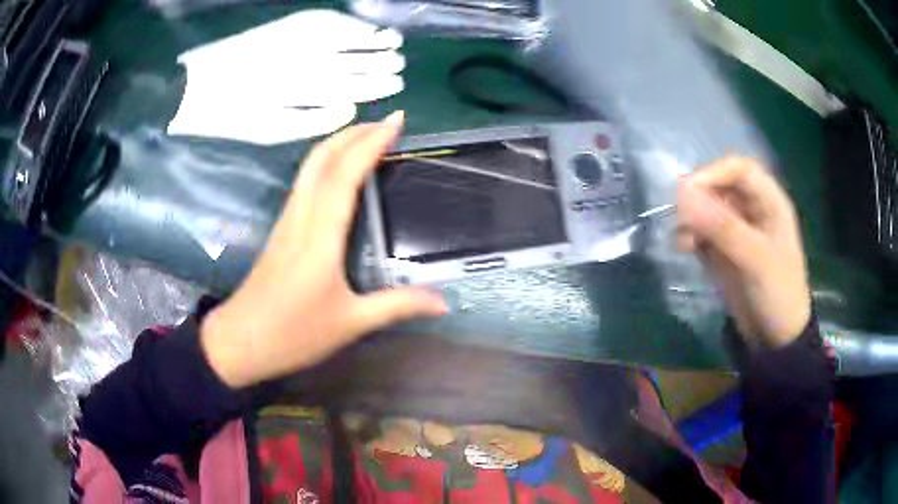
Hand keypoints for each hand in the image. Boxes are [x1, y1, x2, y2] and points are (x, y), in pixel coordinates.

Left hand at [200, 112, 447, 387]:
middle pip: (322, 157)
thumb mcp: (351, 323)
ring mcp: (287, 220)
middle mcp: (301, 216)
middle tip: (387, 122)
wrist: (241, 342)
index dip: (371, 143)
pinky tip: (340, 171)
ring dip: (339, 143)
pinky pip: (305, 182)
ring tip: (368, 136)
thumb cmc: (294, 333)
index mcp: (320, 234)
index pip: (345, 173)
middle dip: (354, 132)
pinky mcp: (281, 229)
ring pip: (310, 166)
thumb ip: (398, 306)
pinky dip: (326, 163)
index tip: (397, 121)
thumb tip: (443, 303)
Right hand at [677, 157, 810, 346]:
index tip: (687, 191)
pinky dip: (690, 235)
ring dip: (691, 219)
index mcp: (769, 202)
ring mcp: (737, 230)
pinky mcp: (724, 249)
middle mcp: (752, 209)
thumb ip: (722, 227)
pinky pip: (702, 231)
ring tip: (682, 239)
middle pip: (720, 186)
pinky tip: (684, 247)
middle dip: (698, 199)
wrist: (776, 339)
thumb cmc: (778, 293)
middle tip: (679, 217)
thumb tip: (683, 194)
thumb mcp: (755, 259)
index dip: (714, 173)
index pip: (739, 169)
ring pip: (707, 209)